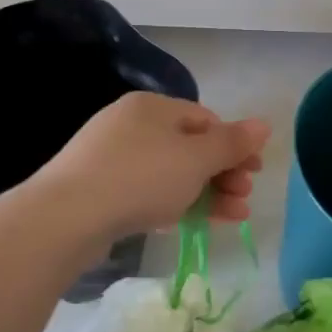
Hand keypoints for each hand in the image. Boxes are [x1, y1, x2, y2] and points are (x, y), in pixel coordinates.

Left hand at [37, 92, 269, 239]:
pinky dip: (173, 204)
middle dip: (223, 173)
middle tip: (244, 197)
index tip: (254, 172)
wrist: (67, 217)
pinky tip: (187, 223)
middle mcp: (130, 124)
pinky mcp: (99, 189)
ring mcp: (111, 157)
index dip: (234, 145)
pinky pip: (146, 191)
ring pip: (170, 172)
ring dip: (206, 193)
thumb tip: (264, 123)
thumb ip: (232, 143)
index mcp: (152, 107)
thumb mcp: (196, 159)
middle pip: (189, 146)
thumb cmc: (141, 177)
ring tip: (232, 218)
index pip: (205, 119)